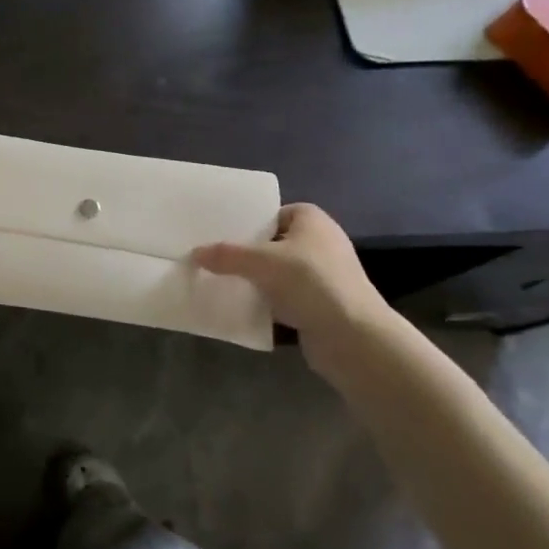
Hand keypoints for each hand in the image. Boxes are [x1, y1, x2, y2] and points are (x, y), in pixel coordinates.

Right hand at [194, 204, 390, 368]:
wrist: (352, 336)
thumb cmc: (310, 283)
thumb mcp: (260, 263)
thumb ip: (226, 255)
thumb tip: (195, 253)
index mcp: (312, 221)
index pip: (275, 213)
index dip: (251, 221)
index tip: (223, 233)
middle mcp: (321, 243)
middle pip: (274, 243)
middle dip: (248, 253)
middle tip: (215, 258)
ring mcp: (323, 275)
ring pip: (278, 272)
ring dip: (256, 279)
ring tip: (223, 282)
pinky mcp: (321, 304)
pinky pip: (286, 297)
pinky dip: (268, 302)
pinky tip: (244, 307)